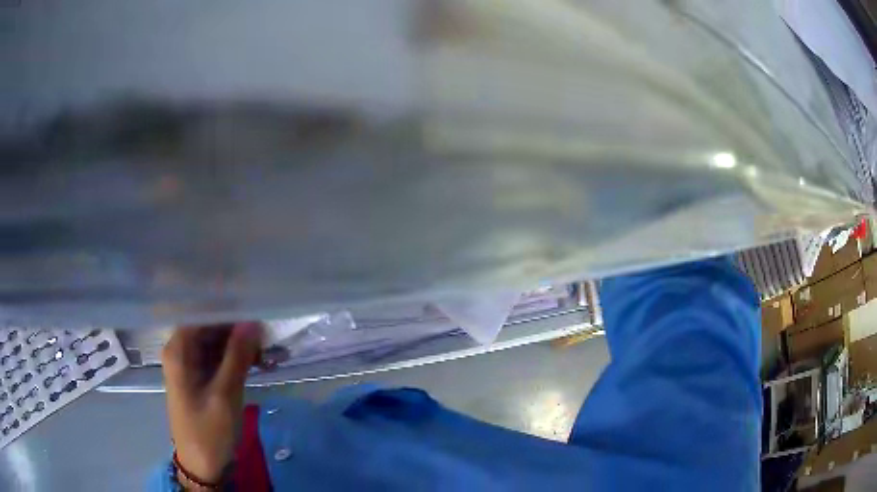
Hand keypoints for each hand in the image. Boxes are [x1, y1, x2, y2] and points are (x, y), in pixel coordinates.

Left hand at [161, 323, 261, 483]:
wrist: (202, 465)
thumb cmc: (208, 431)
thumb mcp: (225, 395)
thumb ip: (237, 356)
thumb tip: (253, 321)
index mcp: (179, 349)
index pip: (202, 313)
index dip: (228, 309)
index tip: (256, 308)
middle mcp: (181, 350)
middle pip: (210, 326)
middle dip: (239, 328)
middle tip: (269, 336)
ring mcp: (190, 364)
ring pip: (217, 342)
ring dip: (241, 345)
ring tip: (269, 352)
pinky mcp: (200, 377)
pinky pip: (219, 358)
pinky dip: (237, 359)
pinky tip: (259, 363)